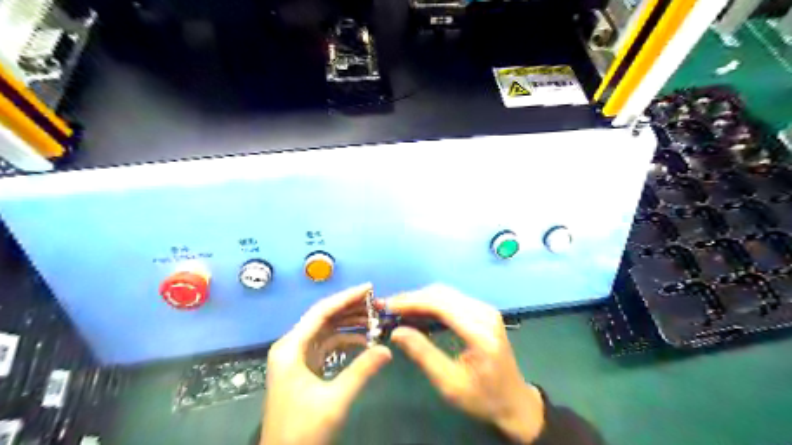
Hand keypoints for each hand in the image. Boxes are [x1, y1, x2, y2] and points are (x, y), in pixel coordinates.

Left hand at [262, 286, 389, 444]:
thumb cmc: (302, 430)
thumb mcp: (335, 399)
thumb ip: (362, 371)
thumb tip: (387, 349)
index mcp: (291, 347)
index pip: (322, 312)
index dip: (346, 297)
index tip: (369, 288)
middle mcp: (292, 346)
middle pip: (324, 318)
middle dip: (350, 309)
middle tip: (376, 302)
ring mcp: (297, 357)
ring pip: (326, 330)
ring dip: (349, 324)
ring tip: (374, 318)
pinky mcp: (304, 367)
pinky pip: (327, 345)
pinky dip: (344, 340)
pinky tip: (363, 340)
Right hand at [382, 287, 544, 442]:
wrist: (514, 401)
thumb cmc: (483, 397)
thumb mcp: (450, 383)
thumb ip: (423, 354)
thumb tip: (397, 332)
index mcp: (479, 333)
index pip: (441, 305)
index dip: (412, 302)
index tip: (389, 306)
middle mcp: (485, 314)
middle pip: (442, 294)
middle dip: (414, 298)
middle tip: (390, 308)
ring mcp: (486, 310)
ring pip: (446, 293)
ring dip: (421, 299)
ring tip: (400, 310)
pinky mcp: (483, 311)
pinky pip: (453, 299)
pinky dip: (432, 302)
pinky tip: (419, 312)